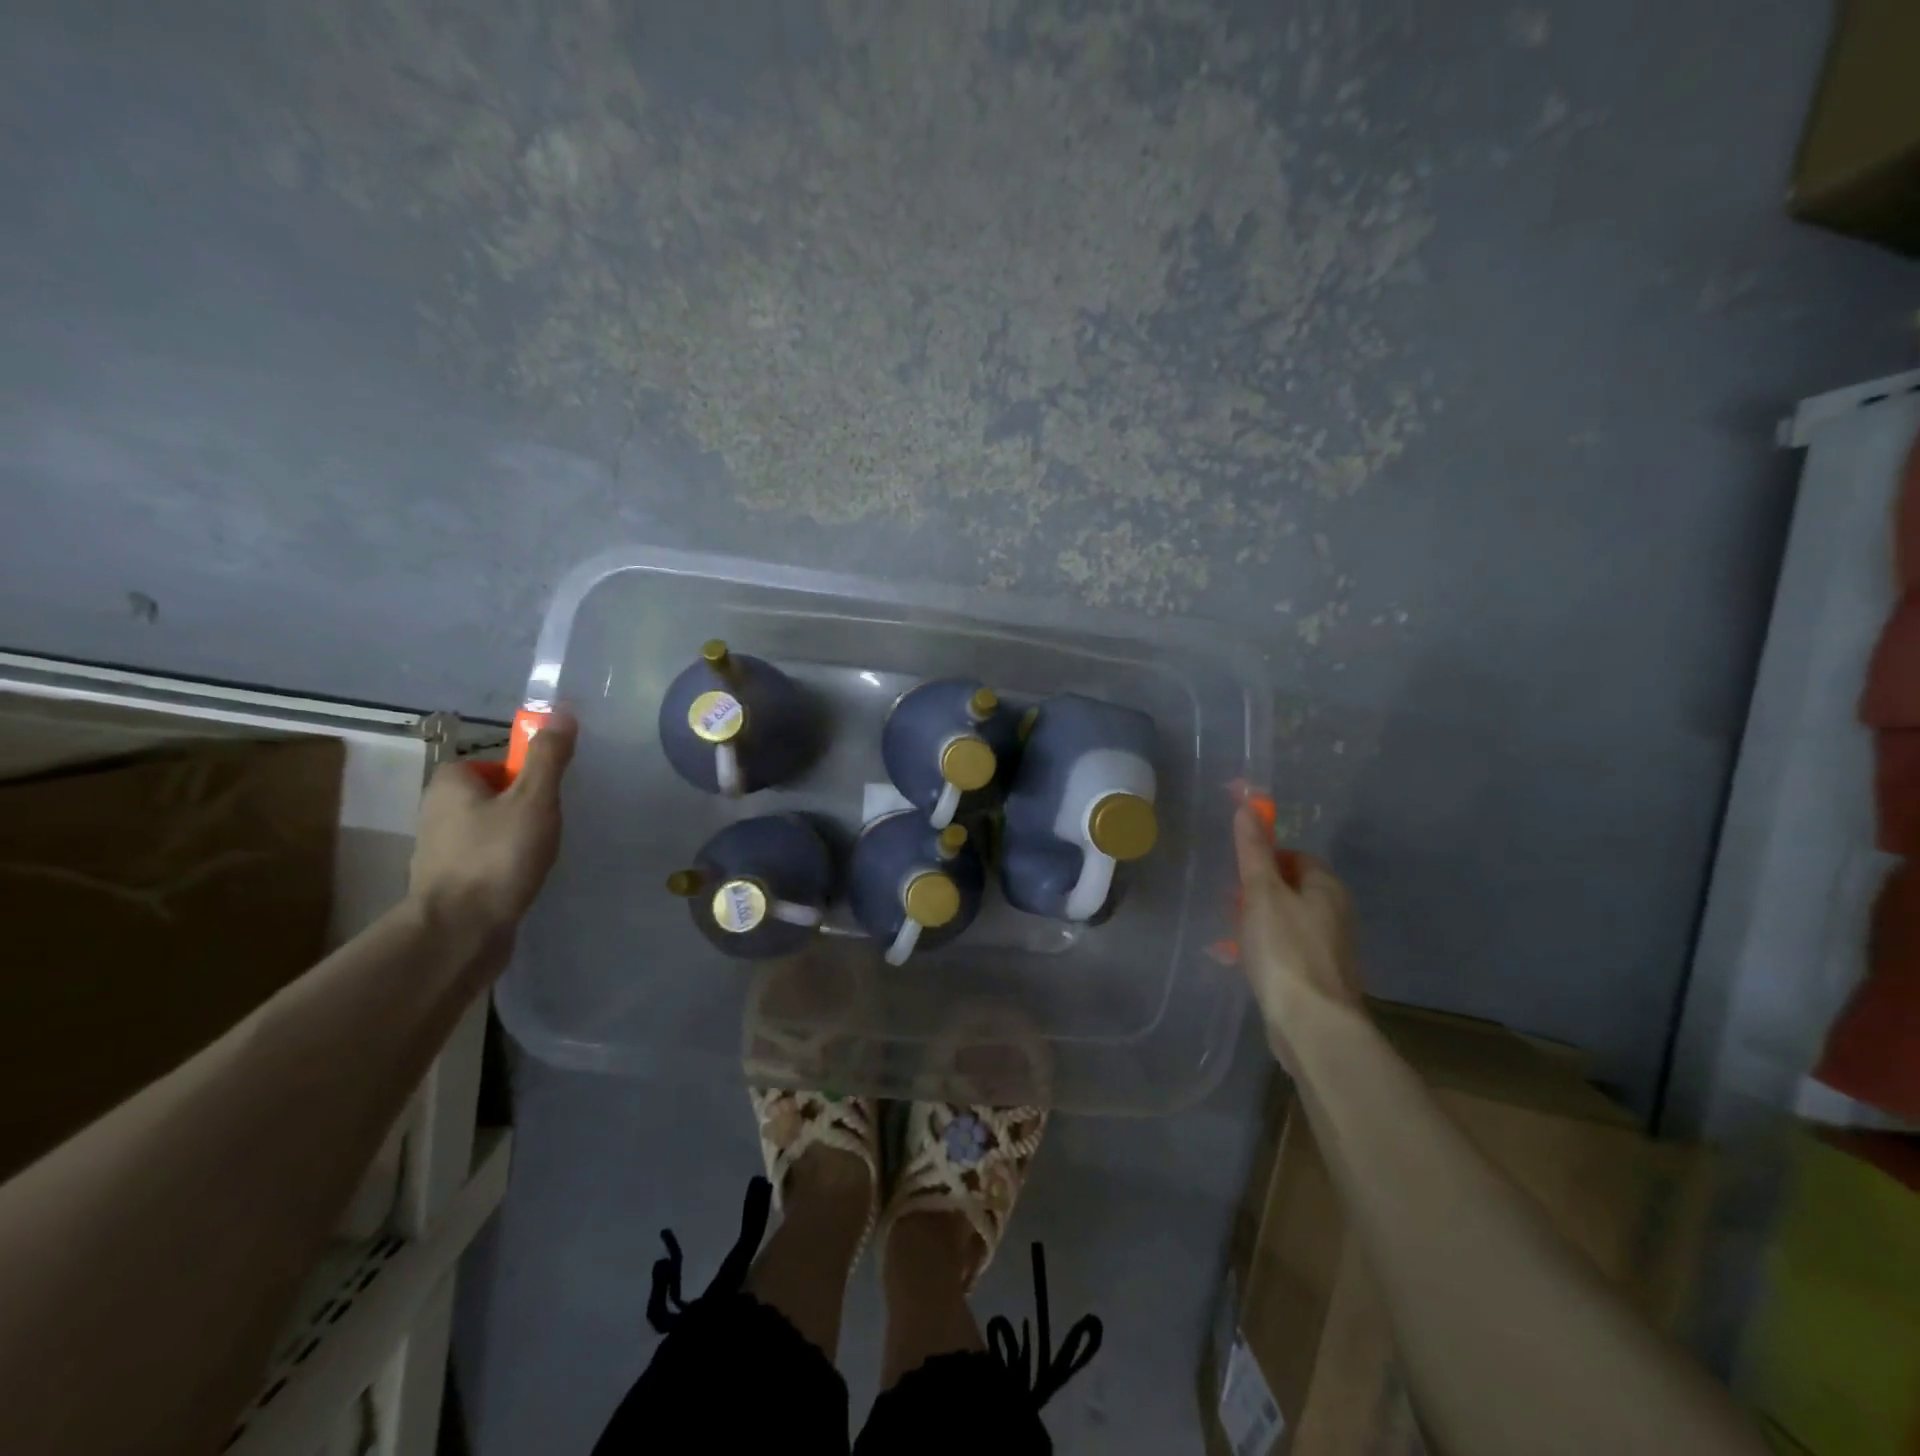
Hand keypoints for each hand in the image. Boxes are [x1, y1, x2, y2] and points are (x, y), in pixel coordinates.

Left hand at [408, 710, 578, 945]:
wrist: (459, 932)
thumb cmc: (497, 856)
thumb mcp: (534, 799)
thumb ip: (549, 757)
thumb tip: (561, 712)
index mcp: (450, 783)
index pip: (495, 763)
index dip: (526, 775)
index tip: (549, 795)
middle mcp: (437, 811)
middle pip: (495, 795)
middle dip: (525, 807)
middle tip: (552, 824)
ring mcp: (441, 850)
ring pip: (491, 829)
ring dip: (517, 838)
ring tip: (541, 855)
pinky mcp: (450, 882)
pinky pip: (487, 859)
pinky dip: (507, 864)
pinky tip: (525, 878)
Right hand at [1233, 803, 1362, 1067]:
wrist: (1311, 1024)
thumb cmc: (1285, 950)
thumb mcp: (1261, 893)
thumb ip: (1253, 851)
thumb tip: (1248, 805)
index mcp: (1327, 887)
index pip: (1296, 856)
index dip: (1265, 858)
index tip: (1238, 874)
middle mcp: (1336, 913)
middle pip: (1291, 888)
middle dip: (1258, 893)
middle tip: (1231, 904)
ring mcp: (1330, 947)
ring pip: (1287, 920)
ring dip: (1259, 923)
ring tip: (1232, 935)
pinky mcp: (1319, 976)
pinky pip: (1287, 949)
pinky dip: (1266, 950)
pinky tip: (1245, 962)